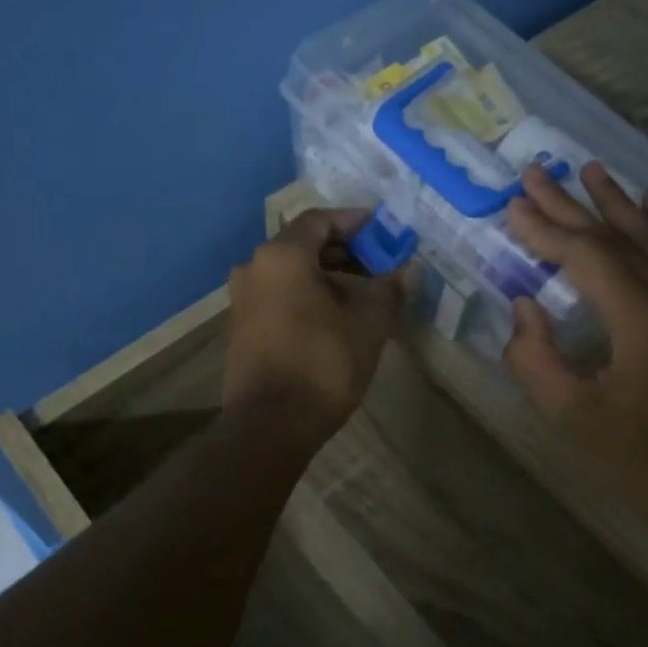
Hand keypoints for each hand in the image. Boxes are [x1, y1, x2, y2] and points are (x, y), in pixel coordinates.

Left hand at [223, 209, 404, 443]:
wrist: (270, 425)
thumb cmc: (323, 365)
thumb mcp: (367, 325)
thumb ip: (388, 290)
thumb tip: (408, 271)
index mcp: (282, 257)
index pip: (318, 220)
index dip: (353, 221)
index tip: (381, 229)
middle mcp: (253, 268)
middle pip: (301, 244)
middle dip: (342, 250)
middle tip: (377, 262)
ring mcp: (241, 299)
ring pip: (288, 272)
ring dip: (324, 274)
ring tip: (360, 292)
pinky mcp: (239, 327)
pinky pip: (276, 295)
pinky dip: (304, 294)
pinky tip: (332, 316)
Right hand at [504, 163, 647, 524]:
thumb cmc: (636, 458)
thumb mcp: (569, 416)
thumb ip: (534, 357)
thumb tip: (524, 304)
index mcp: (644, 326)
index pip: (588, 258)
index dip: (547, 230)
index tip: (513, 208)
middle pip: (619, 237)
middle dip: (571, 205)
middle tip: (535, 174)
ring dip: (617, 202)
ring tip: (588, 169)